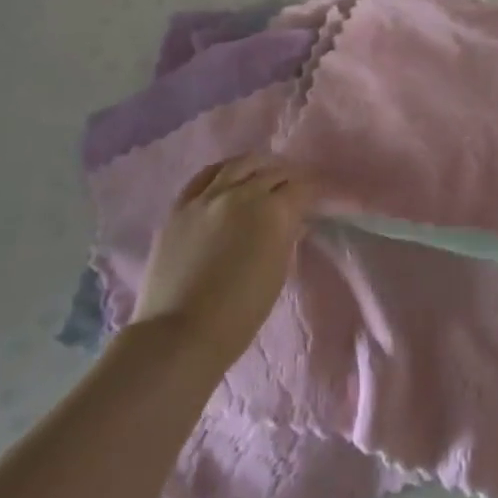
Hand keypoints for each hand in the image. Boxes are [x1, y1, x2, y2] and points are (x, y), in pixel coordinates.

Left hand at [132, 155, 315, 373]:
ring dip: (256, 166)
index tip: (317, 197)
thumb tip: (294, 222)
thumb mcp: (277, 274)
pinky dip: (222, 172)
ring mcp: (207, 197)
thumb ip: (287, 238)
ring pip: (238, 164)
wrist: (180, 333)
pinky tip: (227, 176)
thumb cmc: (240, 313)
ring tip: (262, 172)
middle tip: (293, 187)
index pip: (300, 188)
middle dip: (287, 177)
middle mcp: (241, 194)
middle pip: (272, 171)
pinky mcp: (180, 206)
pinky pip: (204, 176)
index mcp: (272, 212)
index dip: (312, 191)